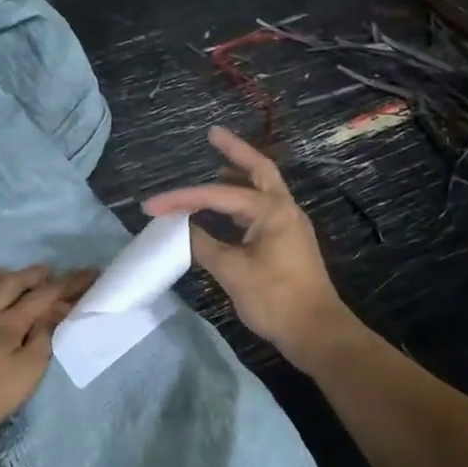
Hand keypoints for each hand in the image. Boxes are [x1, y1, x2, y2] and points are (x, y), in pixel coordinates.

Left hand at [0, 265, 95, 436]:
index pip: (44, 297)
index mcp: (9, 324)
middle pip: (10, 285)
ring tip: (9, 271)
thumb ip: (42, 339)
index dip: (67, 283)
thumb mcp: (27, 373)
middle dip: (32, 275)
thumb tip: (53, 311)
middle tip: (48, 269)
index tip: (88, 273)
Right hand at [143, 126, 354, 371]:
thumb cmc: (276, 299)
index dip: (182, 199)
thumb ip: (203, 245)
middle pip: (258, 169)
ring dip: (238, 176)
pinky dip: (241, 201)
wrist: (316, 332)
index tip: (151, 206)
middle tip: (212, 134)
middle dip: (234, 151)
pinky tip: (224, 210)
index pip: (219, 195)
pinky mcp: (286, 242)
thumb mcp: (232, 272)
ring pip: (261, 189)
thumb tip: (180, 230)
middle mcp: (284, 209)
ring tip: (215, 164)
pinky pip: (260, 210)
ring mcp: (288, 225)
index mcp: (272, 210)